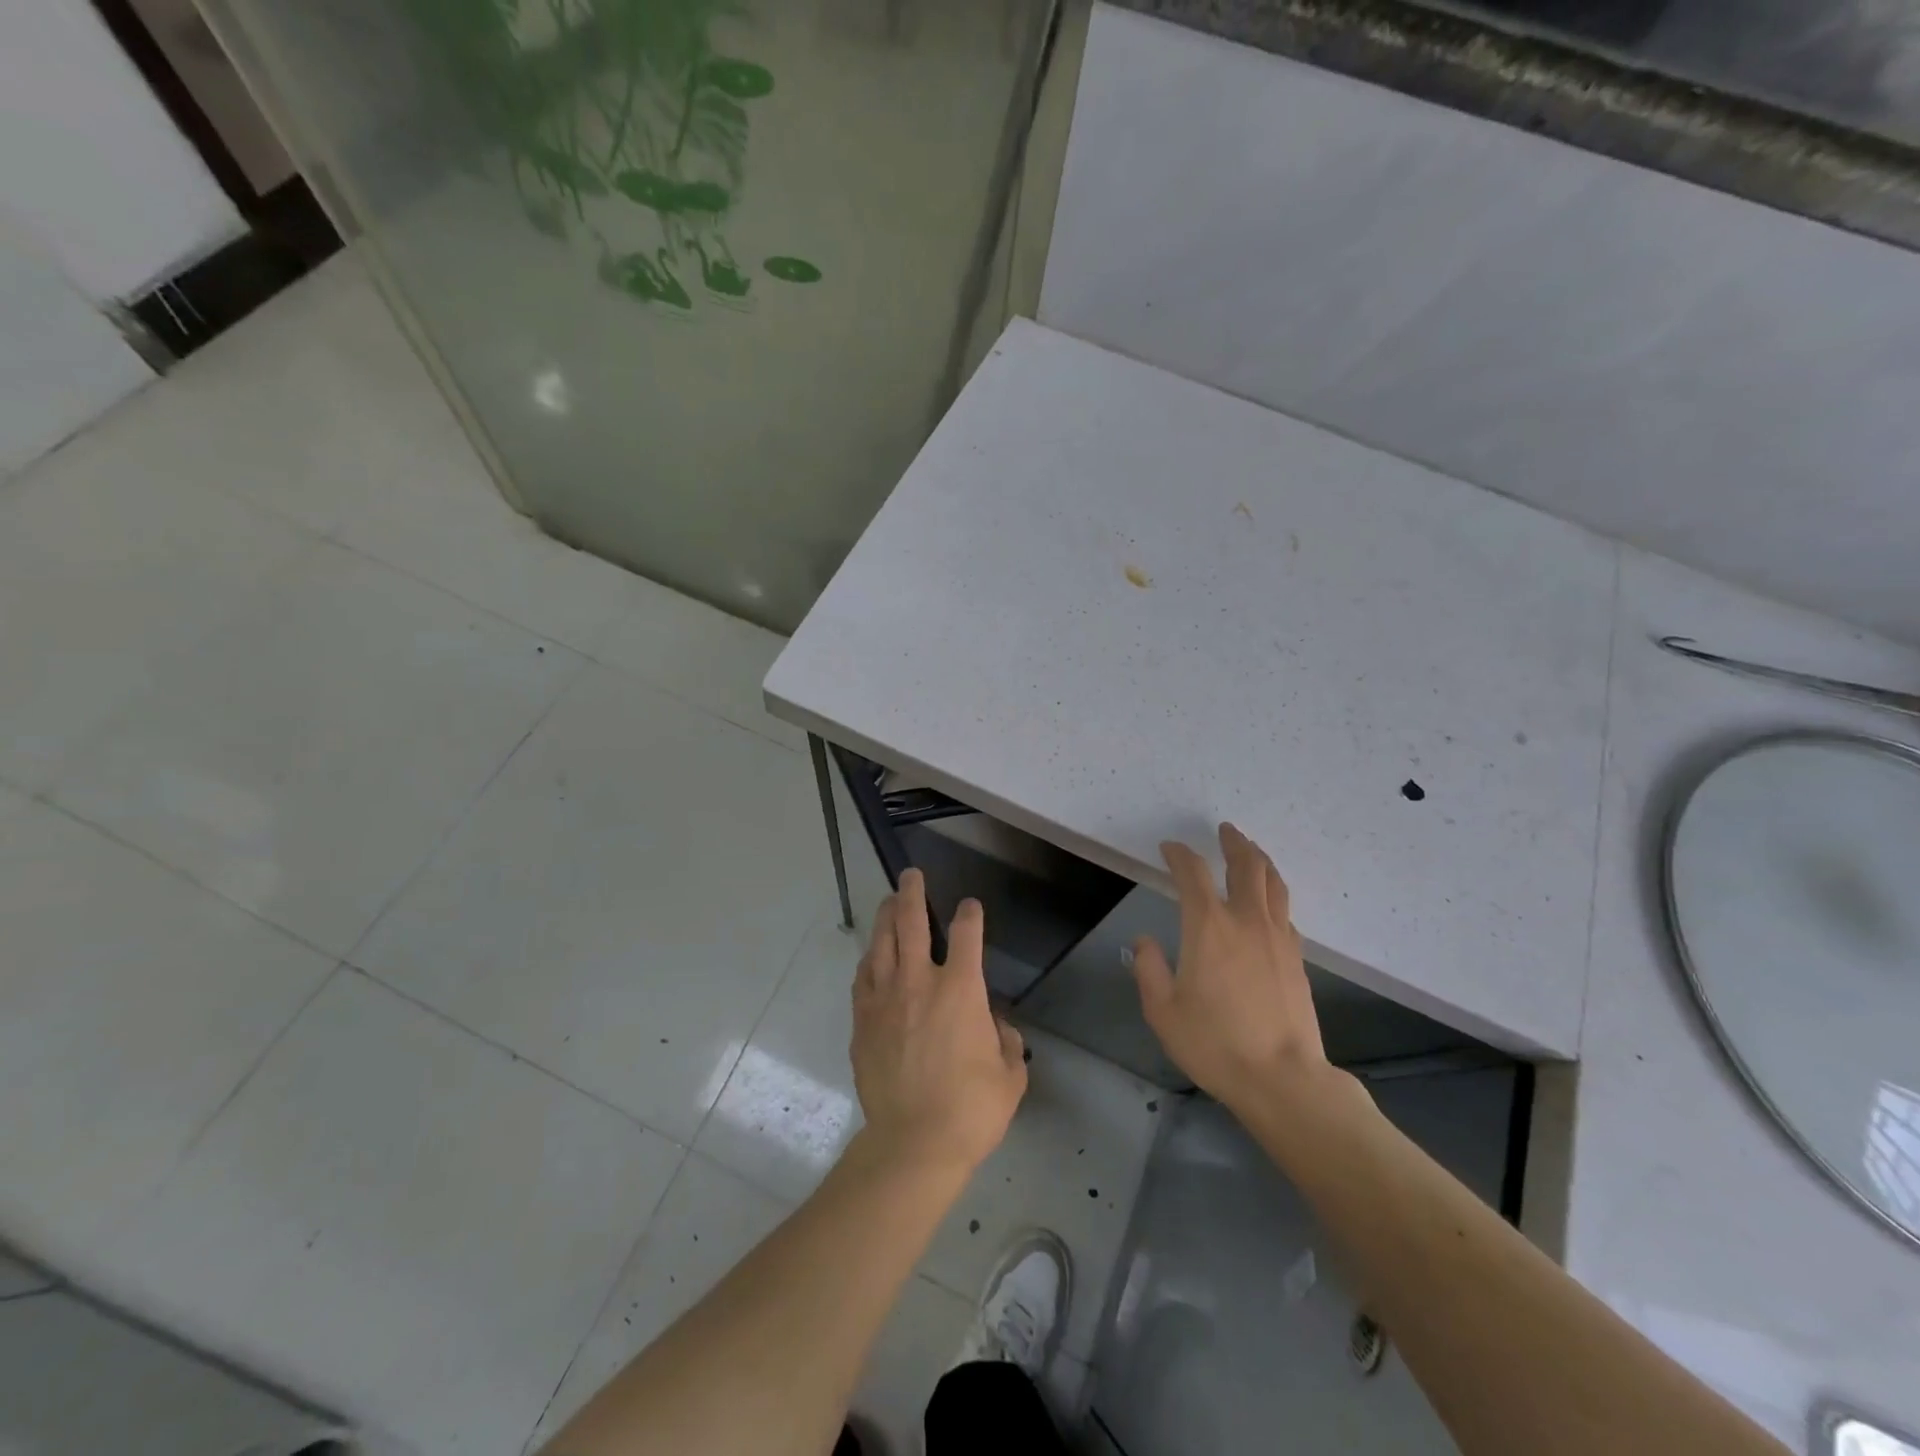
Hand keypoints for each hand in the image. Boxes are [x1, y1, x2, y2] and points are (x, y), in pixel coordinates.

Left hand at [851, 870, 1026, 1173]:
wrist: (913, 1143)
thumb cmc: (971, 1110)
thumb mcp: (1010, 1076)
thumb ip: (1007, 1042)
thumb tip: (995, 1026)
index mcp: (961, 989)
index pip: (967, 934)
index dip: (970, 914)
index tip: (970, 906)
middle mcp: (920, 982)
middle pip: (911, 922)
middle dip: (912, 893)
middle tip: (911, 876)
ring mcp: (885, 999)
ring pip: (882, 943)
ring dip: (885, 916)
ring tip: (887, 901)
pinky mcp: (862, 1021)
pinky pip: (863, 978)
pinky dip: (869, 960)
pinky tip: (871, 955)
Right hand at [1132, 823, 1331, 1114]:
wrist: (1283, 1079)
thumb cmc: (1215, 1044)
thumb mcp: (1163, 1010)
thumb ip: (1149, 970)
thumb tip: (1144, 942)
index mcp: (1209, 927)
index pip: (1193, 874)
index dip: (1180, 855)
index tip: (1170, 849)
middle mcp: (1247, 921)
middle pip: (1246, 866)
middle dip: (1234, 842)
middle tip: (1226, 830)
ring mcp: (1278, 938)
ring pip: (1274, 883)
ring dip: (1260, 860)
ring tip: (1252, 851)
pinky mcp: (1297, 958)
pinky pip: (1285, 911)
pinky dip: (1274, 894)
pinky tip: (1269, 903)